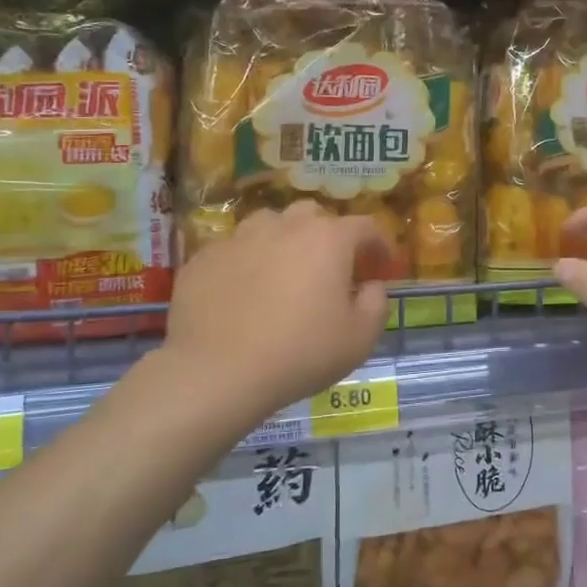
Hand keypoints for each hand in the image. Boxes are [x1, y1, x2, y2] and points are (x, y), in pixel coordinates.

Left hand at [164, 202, 391, 429]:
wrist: (217, 372)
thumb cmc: (300, 353)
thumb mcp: (360, 339)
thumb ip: (376, 304)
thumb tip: (371, 286)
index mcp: (328, 240)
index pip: (364, 226)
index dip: (379, 243)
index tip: (382, 265)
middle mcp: (284, 226)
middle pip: (313, 214)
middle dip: (328, 234)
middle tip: (330, 267)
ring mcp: (239, 238)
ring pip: (270, 224)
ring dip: (284, 240)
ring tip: (283, 271)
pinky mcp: (204, 257)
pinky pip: (234, 250)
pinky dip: (246, 263)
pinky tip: (243, 293)